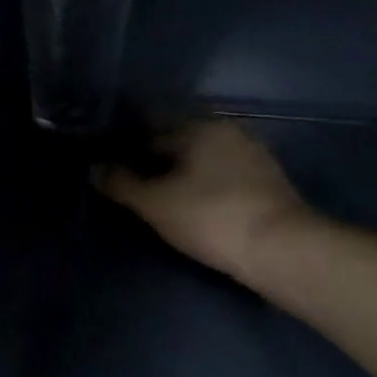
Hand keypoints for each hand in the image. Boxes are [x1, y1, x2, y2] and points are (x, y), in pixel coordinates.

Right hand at [98, 119, 312, 280]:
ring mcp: (252, 155)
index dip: (127, 147)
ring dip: (180, 173)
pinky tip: (193, 206)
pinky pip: (222, 175)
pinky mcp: (267, 182)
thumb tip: (94, 168)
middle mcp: (228, 131)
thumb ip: (122, 184)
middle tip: (130, 185)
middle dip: (155, 160)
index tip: (110, 166)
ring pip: (203, 159)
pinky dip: (203, 185)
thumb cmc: (211, 217)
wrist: (282, 249)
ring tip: (158, 198)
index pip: (151, 129)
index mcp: (199, 126)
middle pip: (179, 142)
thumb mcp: (156, 204)